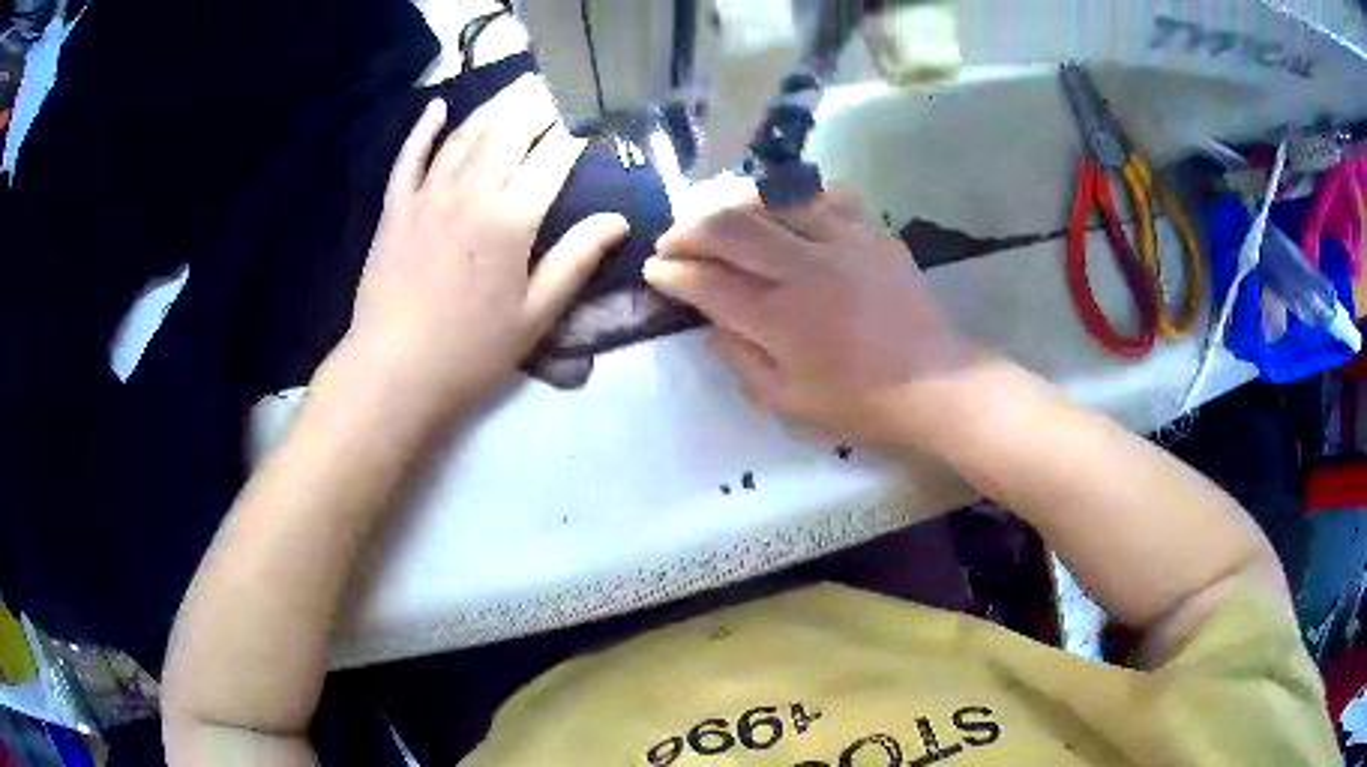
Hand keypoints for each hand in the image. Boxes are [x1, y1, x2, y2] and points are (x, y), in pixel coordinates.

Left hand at [344, 75, 628, 415]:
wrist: (393, 371)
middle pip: (510, 130)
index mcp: (511, 217)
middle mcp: (471, 190)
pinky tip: (438, 108)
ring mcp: (427, 194)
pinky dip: (423, 129)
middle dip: (539, 104)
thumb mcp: (536, 314)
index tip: (594, 120)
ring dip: (494, 105)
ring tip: (518, 85)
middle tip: (560, 86)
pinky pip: (409, 157)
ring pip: (466, 134)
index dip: (576, 134)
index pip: (554, 157)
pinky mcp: (395, 208)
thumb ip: (575, 260)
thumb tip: (619, 220)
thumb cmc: (471, 350)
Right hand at [644, 177, 975, 446]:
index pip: (706, 282)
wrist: (934, 383)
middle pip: (728, 227)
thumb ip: (739, 358)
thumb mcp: (786, 401)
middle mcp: (804, 269)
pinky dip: (793, 195)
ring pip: (770, 198)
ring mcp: (841, 241)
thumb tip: (710, 320)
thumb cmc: (859, 402)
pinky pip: (823, 193)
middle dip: (687, 230)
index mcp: (780, 319)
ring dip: (731, 203)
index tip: (655, 271)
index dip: (671, 273)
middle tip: (673, 241)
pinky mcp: (870, 230)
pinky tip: (782, 208)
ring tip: (718, 218)